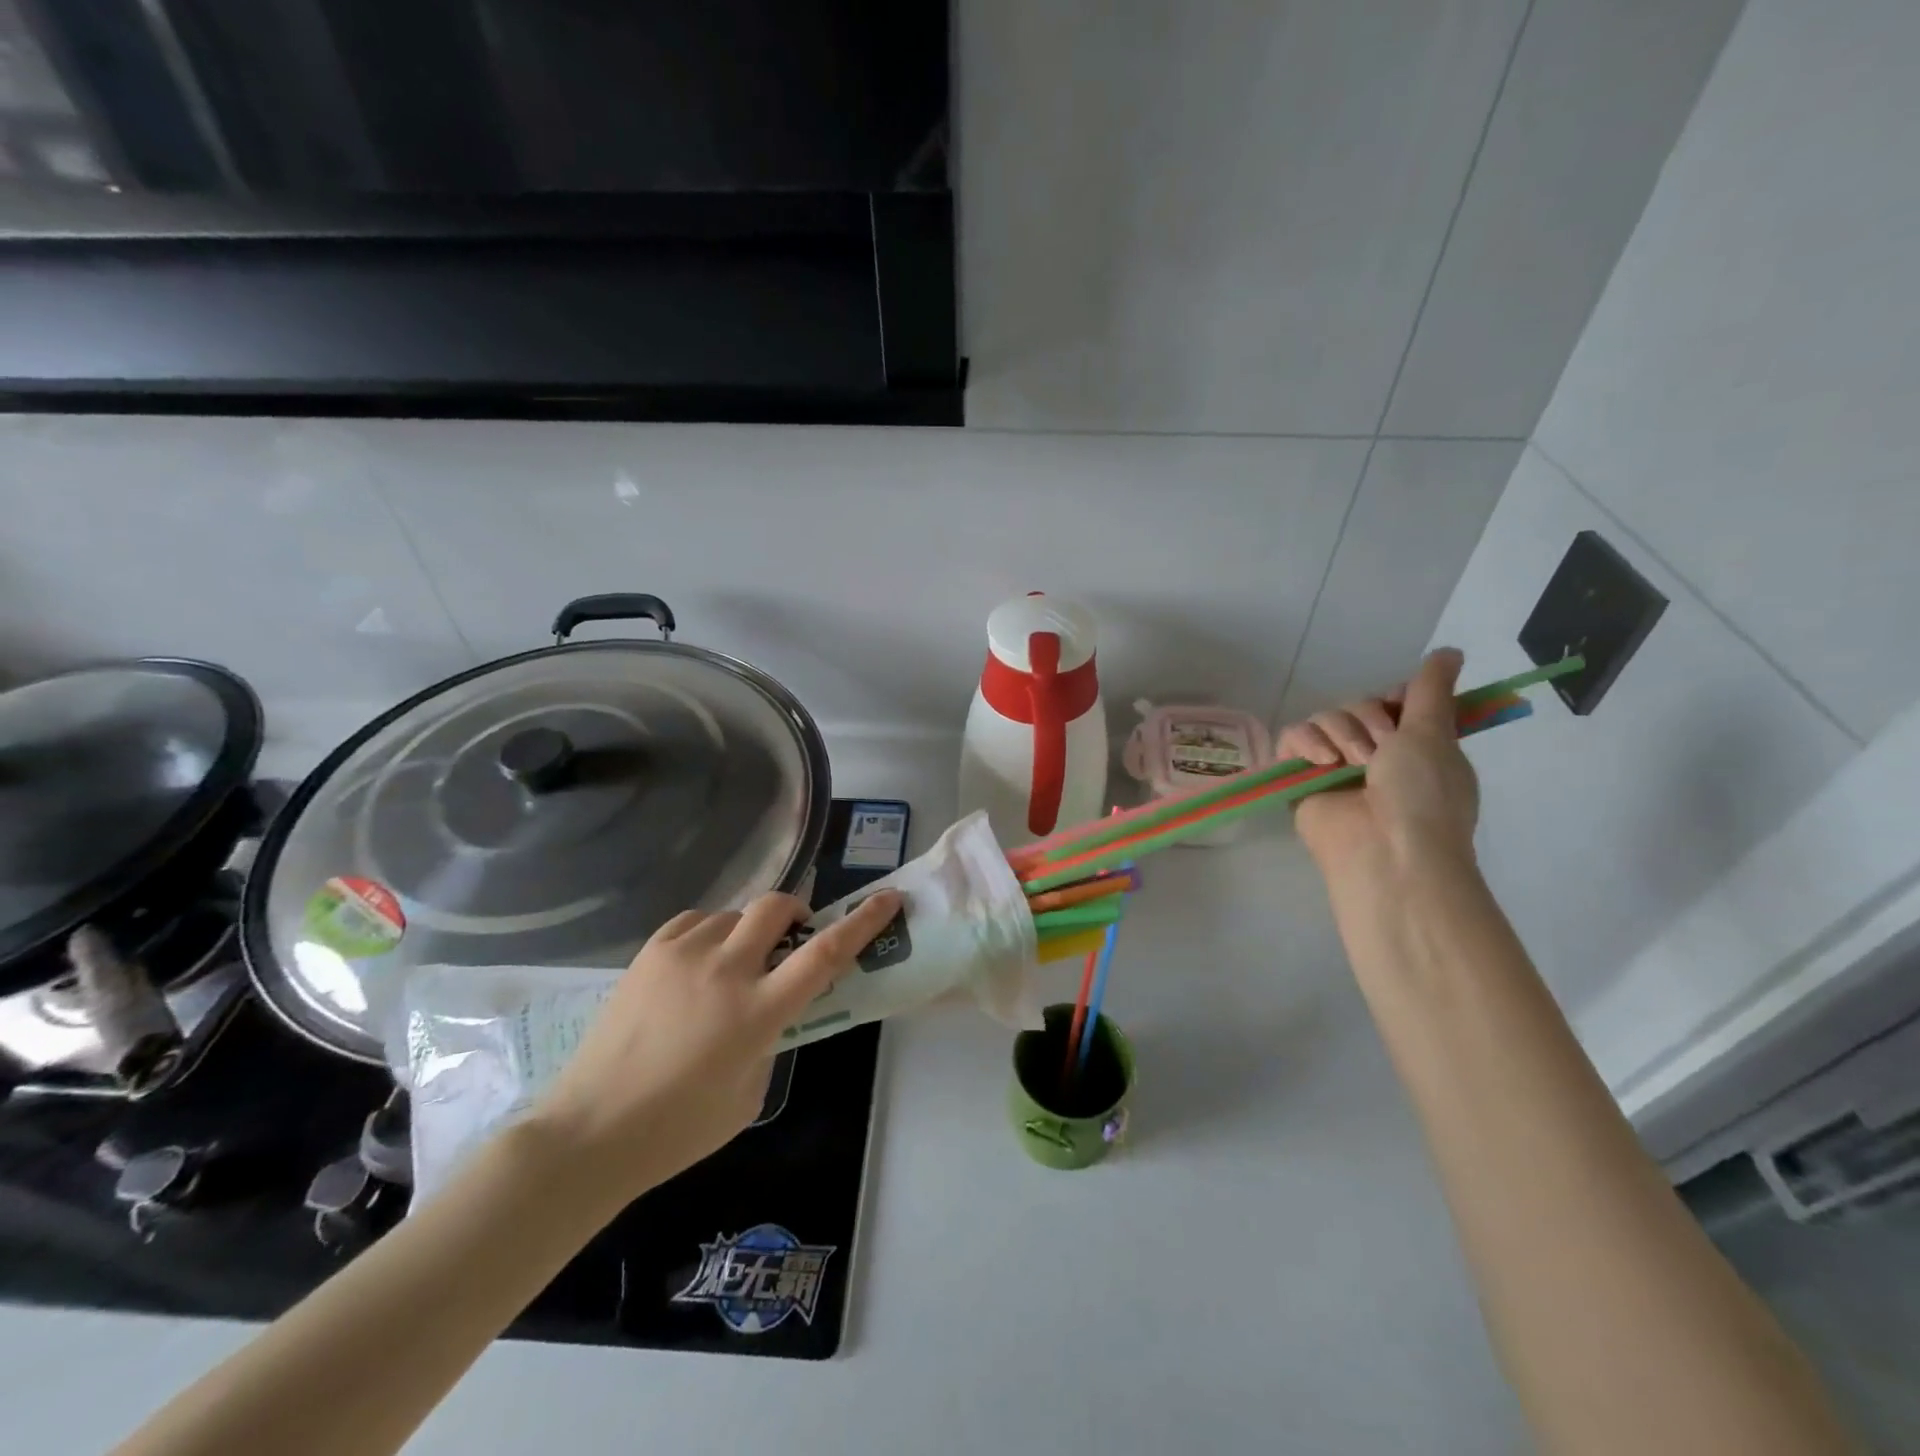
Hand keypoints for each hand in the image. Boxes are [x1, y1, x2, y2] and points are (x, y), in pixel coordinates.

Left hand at [529, 889, 901, 1204]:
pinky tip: (699, 962)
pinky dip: (710, 934)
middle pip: (777, 907)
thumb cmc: (678, 1129)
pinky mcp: (650, 953)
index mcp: (757, 1011)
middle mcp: (725, 970)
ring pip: (734, 913)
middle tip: (791, 938)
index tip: (888, 899)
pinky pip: (695, 921)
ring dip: (747, 932)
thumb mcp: (750, 1093)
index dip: (862, 922)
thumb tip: (770, 1009)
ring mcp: (683, 955)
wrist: (589, 1133)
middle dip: (795, 912)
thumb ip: (771, 1040)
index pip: (825, 954)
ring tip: (732, 965)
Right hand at [1279, 648, 1479, 879]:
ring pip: (1325, 718)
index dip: (1394, 699)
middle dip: (1370, 721)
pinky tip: (1323, 762)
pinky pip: (1292, 737)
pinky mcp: (1300, 777)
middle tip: (1381, 752)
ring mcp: (1334, 766)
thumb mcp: (1434, 734)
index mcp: (1412, 746)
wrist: (1386, 849)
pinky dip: (1306, 743)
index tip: (1403, 708)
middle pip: (1357, 706)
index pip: (1391, 700)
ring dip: (1343, 734)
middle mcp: (1373, 753)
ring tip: (1352, 764)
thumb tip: (1449, 650)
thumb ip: (1431, 690)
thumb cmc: (1422, 794)